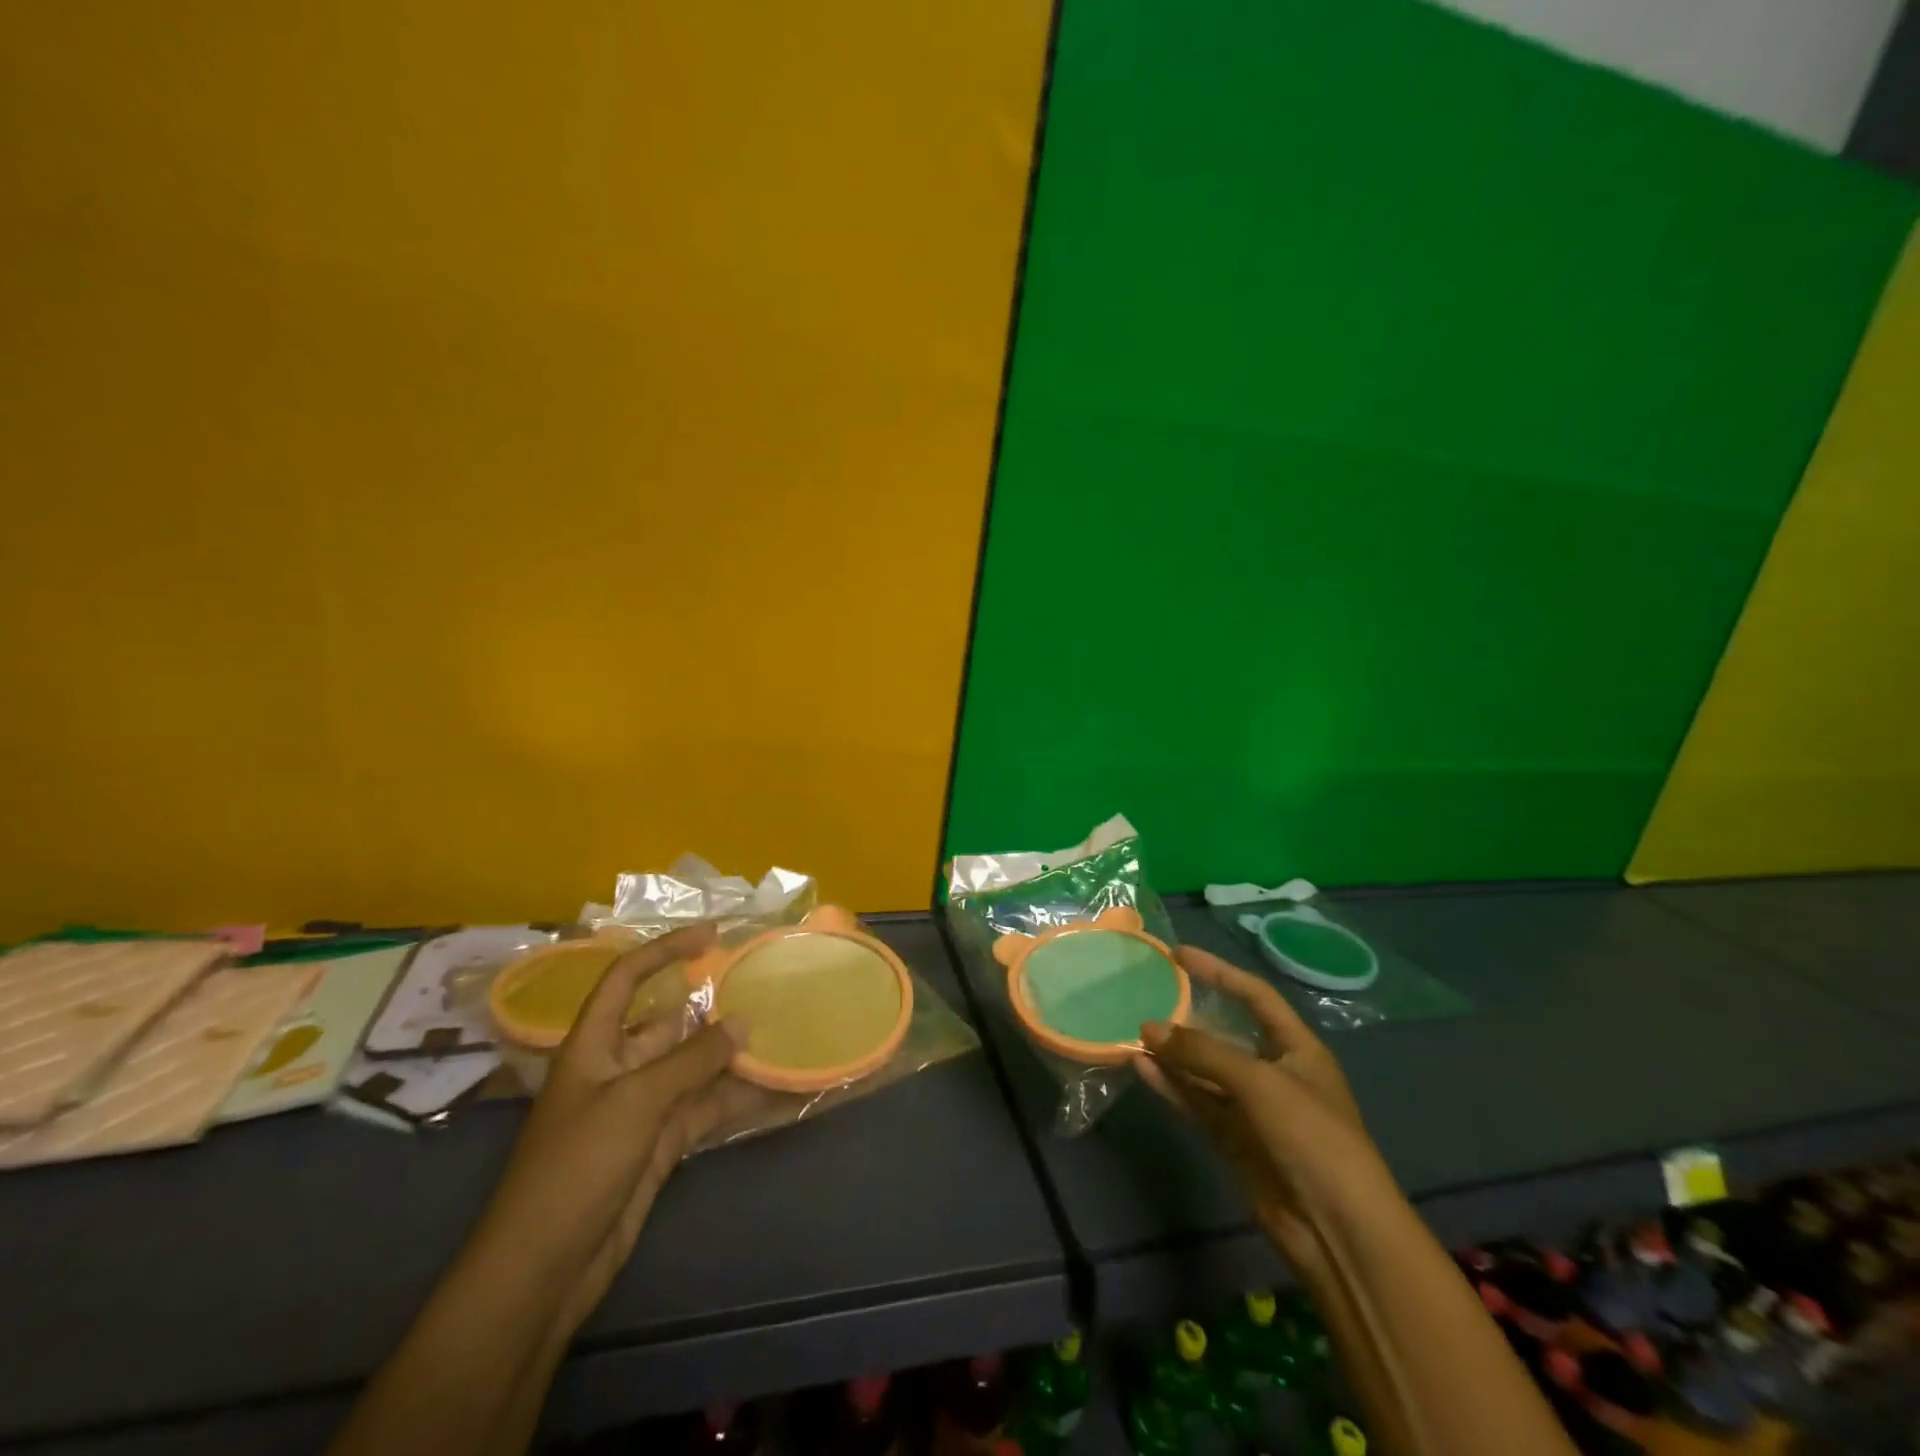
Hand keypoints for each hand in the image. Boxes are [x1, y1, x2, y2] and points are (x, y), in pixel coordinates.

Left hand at [470, 924, 747, 1335]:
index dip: (665, 950)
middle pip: (669, 1022)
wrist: (542, 1272)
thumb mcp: (634, 1103)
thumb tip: (743, 1022)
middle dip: (712, 1006)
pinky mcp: (659, 1144)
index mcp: (595, 1044)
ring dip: (730, 1054)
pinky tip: (772, 1088)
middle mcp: (618, 1066)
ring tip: (780, 1032)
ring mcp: (641, 1107)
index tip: (712, 936)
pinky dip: (734, 1098)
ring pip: (693, 1067)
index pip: (626, 977)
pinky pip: (703, 1108)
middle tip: (765, 988)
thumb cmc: (574, 1169)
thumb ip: (692, 1060)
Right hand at [1136, 946, 1390, 1264]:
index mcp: (1297, 1049)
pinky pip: (1197, 1102)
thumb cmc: (1311, 1137)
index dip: (1219, 972)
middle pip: (1225, 1034)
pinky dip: (1171, 1086)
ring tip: (1134, 1033)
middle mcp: (1275, 1073)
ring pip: (1205, 1071)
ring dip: (1173, 1054)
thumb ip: (1202, 1052)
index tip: (1178, 955)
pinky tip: (1141, 1069)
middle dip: (1188, 1018)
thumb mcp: (1259, 1083)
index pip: (1255, 996)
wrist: (1338, 1230)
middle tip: (1146, 997)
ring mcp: (1253, 1109)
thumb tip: (1147, 1027)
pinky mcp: (1234, 1140)